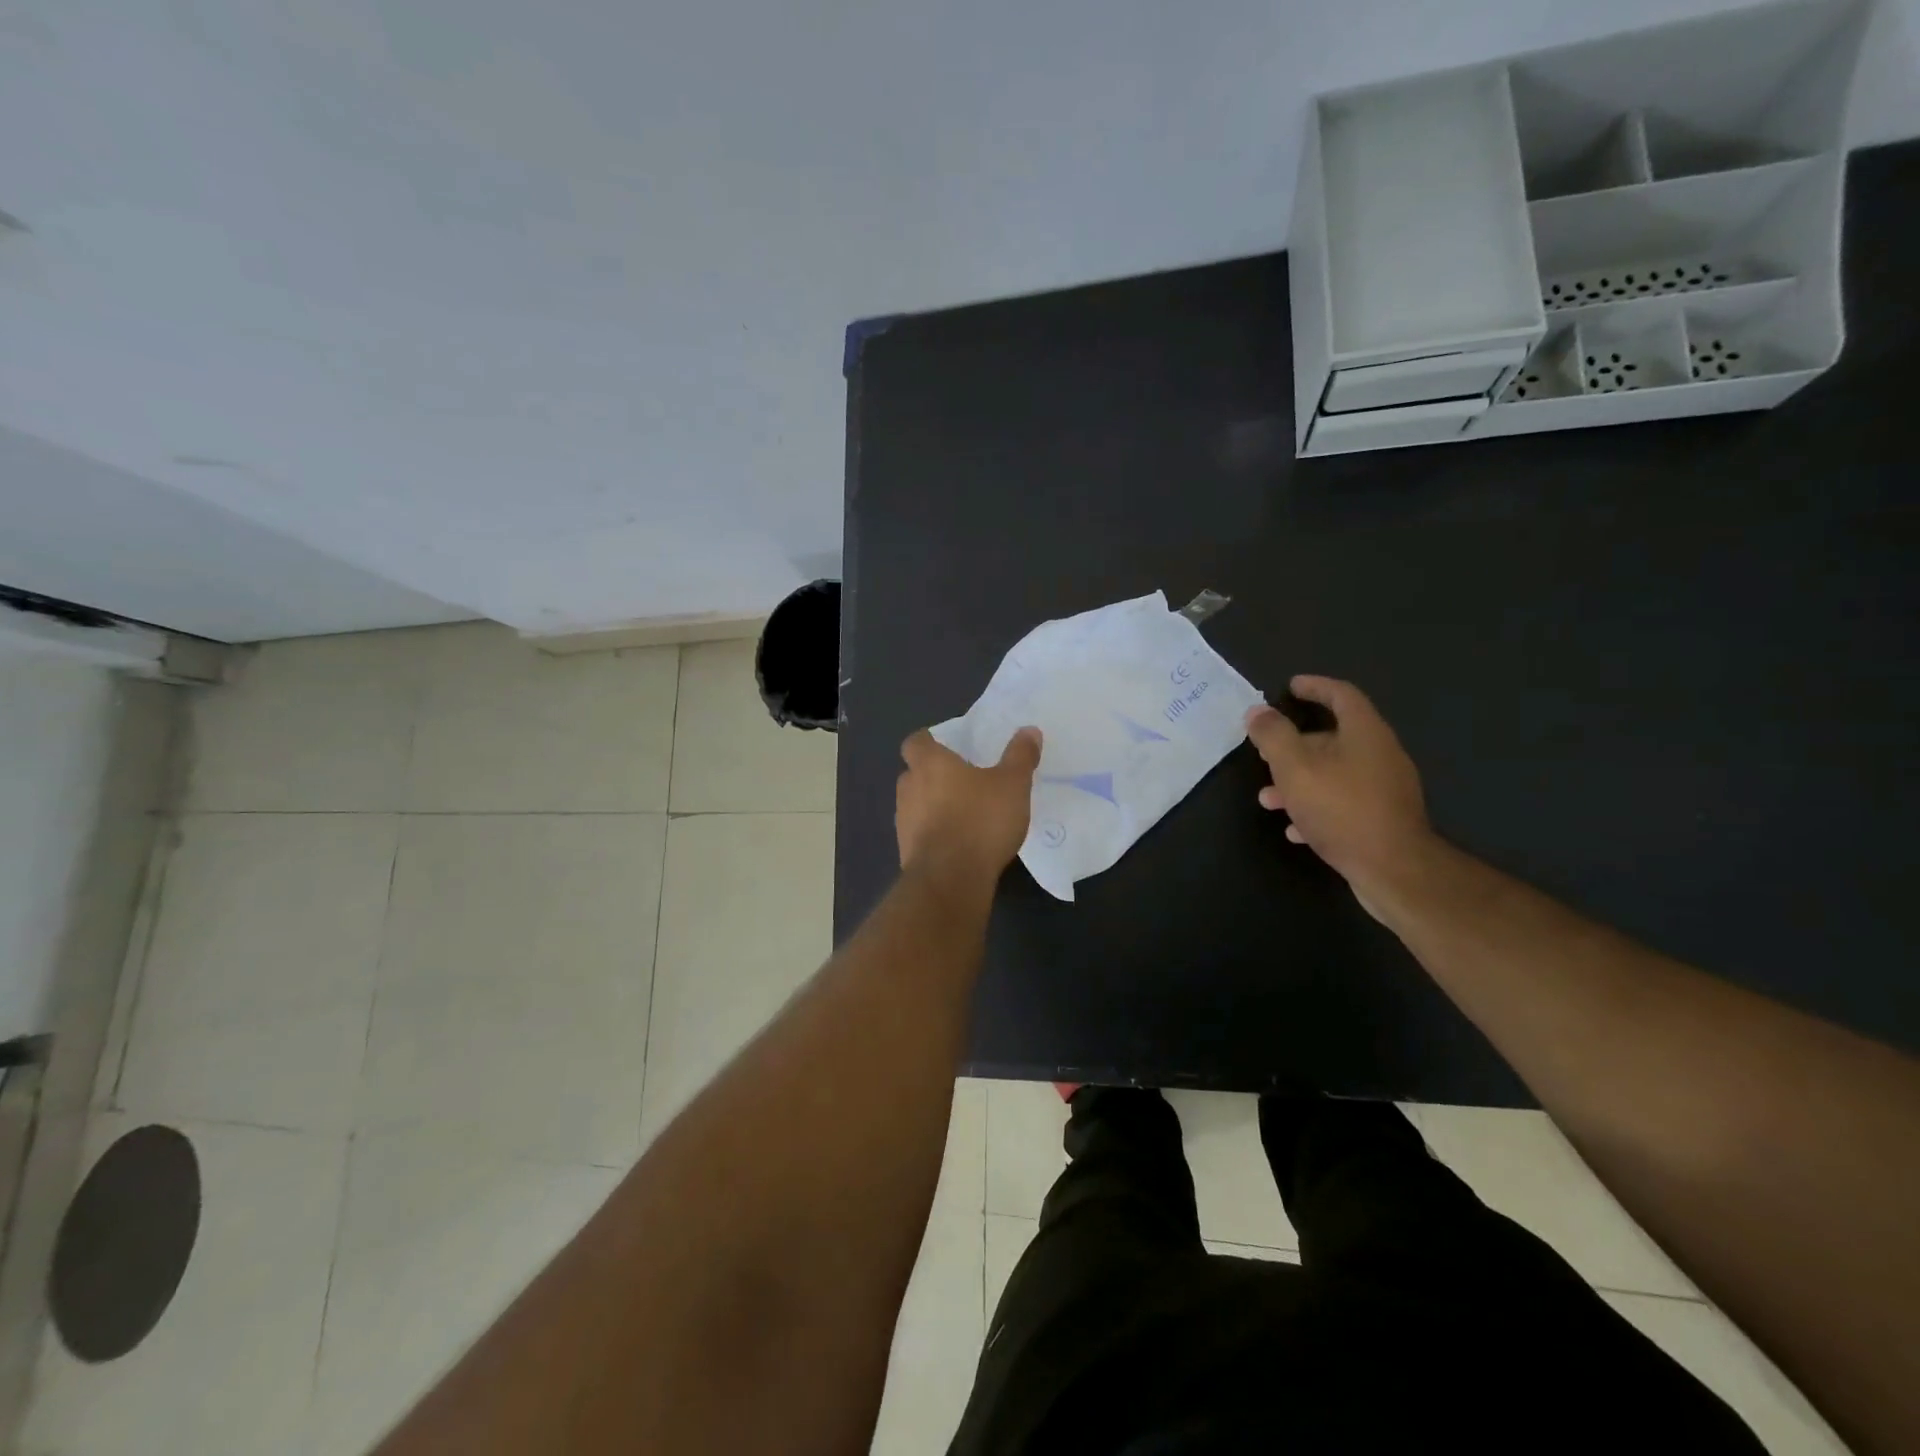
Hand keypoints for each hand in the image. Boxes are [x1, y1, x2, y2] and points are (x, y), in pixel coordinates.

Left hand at [896, 727, 1042, 893]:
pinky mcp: (906, 851)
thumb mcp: (1012, 784)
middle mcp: (908, 787)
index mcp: (929, 764)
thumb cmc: (980, 820)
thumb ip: (1020, 756)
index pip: (915, 742)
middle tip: (964, 780)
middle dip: (934, 776)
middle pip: (914, 773)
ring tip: (965, 814)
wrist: (950, 879)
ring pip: (916, 805)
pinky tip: (960, 844)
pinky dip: (935, 834)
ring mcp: (903, 821)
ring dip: (934, 807)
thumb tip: (1029, 730)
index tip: (949, 747)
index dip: (929, 742)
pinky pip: (920, 834)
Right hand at [1245, 677, 1432, 906]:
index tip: (1290, 687)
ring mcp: (1384, 789)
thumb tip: (1257, 711)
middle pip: (1334, 737)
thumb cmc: (1341, 808)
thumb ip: (1273, 736)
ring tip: (1268, 799)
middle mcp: (1380, 754)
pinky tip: (1295, 829)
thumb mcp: (1295, 768)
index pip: (1341, 695)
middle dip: (1295, 744)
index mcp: (1365, 733)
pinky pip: (1343, 804)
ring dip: (1299, 781)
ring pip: (1334, 774)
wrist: (1393, 869)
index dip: (1315, 687)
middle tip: (1266, 751)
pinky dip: (1316, 808)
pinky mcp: (1382, 819)